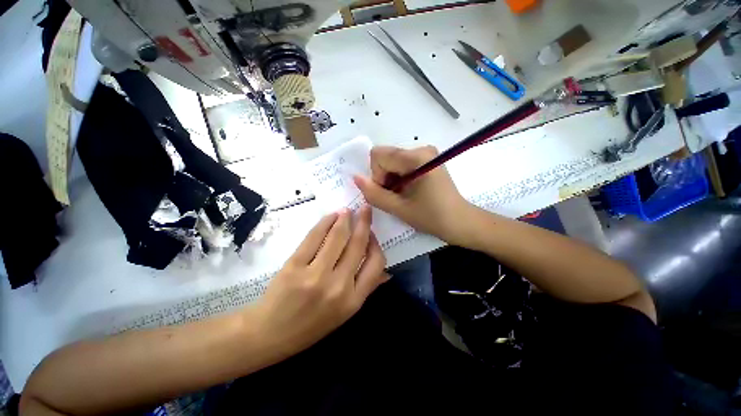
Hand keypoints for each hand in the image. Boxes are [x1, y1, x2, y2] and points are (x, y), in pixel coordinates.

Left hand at [252, 206, 387, 358]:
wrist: (270, 334)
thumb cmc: (311, 325)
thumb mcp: (344, 313)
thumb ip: (365, 289)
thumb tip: (386, 272)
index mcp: (353, 300)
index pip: (376, 263)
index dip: (376, 244)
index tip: (371, 233)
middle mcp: (338, 286)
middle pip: (357, 245)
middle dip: (364, 222)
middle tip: (365, 208)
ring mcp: (315, 275)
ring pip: (337, 237)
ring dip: (345, 219)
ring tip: (347, 211)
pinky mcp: (294, 265)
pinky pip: (314, 237)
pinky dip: (325, 222)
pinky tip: (330, 216)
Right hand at [353, 146, 472, 245]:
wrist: (460, 221)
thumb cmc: (431, 217)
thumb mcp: (399, 208)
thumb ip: (374, 194)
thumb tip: (355, 178)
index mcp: (416, 157)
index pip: (378, 155)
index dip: (376, 176)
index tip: (388, 193)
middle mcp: (421, 149)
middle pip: (385, 157)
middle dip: (384, 178)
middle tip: (395, 197)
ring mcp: (425, 153)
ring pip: (392, 161)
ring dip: (391, 179)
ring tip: (402, 196)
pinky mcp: (427, 159)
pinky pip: (401, 164)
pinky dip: (399, 178)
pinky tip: (408, 191)